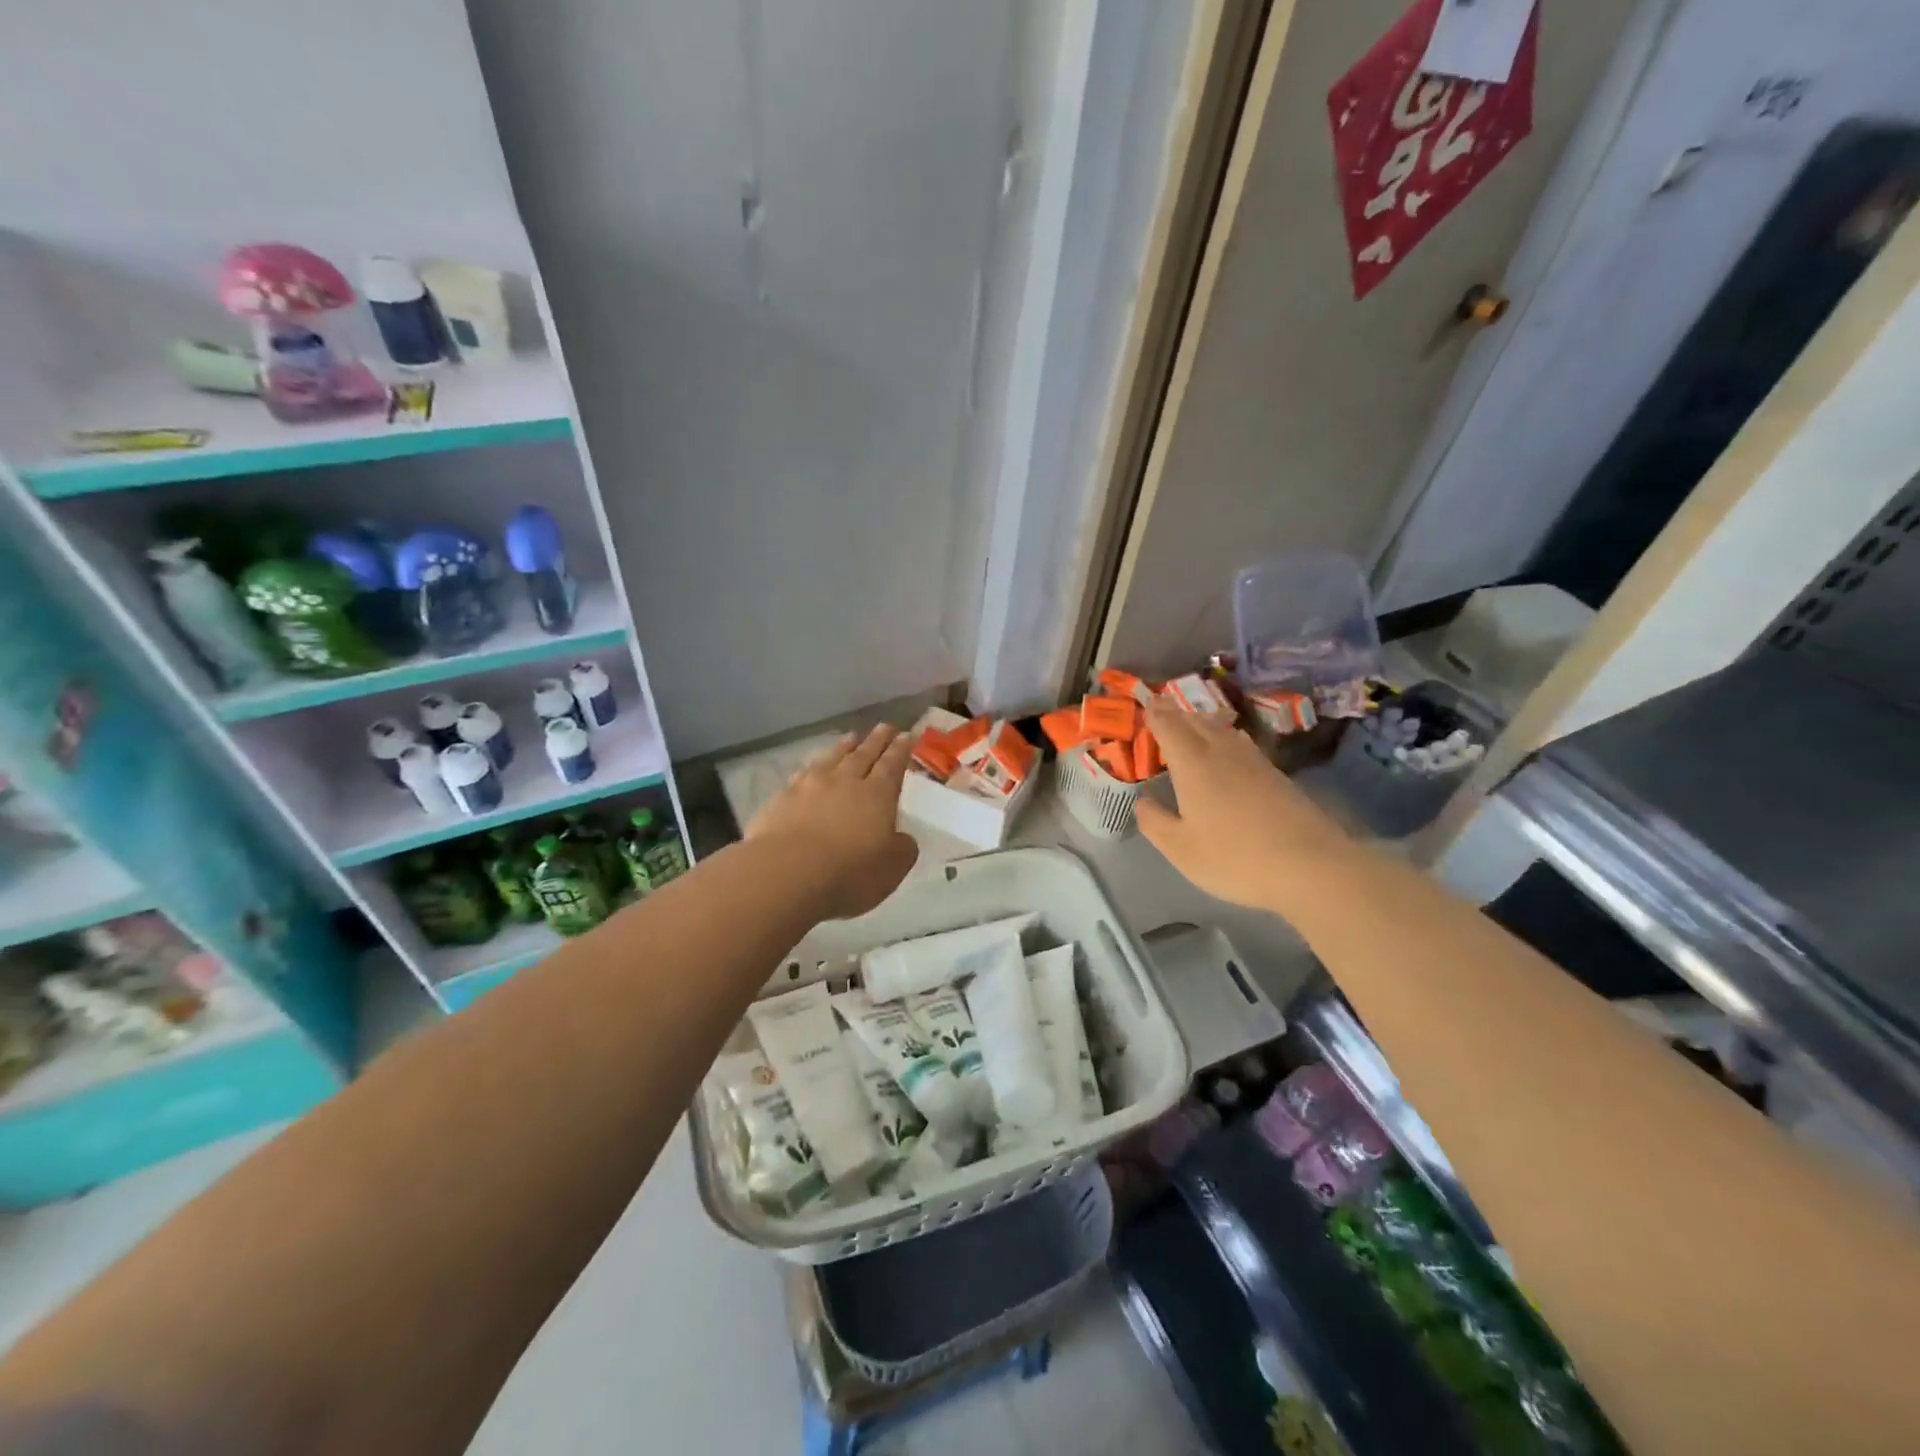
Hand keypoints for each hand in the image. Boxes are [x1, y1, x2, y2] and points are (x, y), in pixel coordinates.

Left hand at [748, 724, 919, 919]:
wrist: (785, 873)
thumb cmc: (848, 873)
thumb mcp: (891, 868)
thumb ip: (902, 849)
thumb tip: (902, 838)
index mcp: (877, 795)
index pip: (892, 765)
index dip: (901, 750)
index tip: (907, 735)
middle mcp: (844, 781)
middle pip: (864, 754)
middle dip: (877, 740)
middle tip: (885, 726)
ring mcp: (809, 786)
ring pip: (832, 758)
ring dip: (844, 746)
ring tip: (852, 736)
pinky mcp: (781, 799)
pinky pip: (803, 774)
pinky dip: (813, 767)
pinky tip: (811, 768)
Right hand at [1135, 700, 1344, 911]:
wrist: (1310, 866)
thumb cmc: (1235, 858)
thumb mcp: (1181, 850)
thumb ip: (1155, 823)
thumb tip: (1143, 802)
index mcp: (1193, 764)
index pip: (1168, 725)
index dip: (1154, 713)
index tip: (1144, 704)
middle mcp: (1221, 751)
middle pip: (1195, 720)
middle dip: (1175, 713)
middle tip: (1161, 709)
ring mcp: (1253, 760)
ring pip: (1221, 728)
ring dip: (1201, 721)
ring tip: (1190, 723)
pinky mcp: (1275, 773)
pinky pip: (1240, 742)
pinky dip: (1224, 736)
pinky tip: (1228, 748)